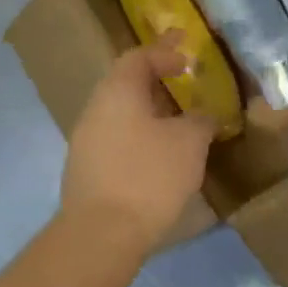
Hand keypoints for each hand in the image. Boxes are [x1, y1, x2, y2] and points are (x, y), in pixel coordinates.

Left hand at [61, 39, 216, 252]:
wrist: (103, 234)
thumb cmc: (149, 175)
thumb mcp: (190, 143)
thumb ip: (200, 120)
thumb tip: (201, 117)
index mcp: (117, 92)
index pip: (138, 57)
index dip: (164, 52)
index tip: (187, 56)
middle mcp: (95, 110)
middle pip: (126, 86)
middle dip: (157, 85)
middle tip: (185, 90)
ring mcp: (85, 143)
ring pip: (122, 117)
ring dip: (149, 116)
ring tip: (179, 127)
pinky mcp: (87, 172)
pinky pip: (118, 143)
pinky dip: (140, 140)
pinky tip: (160, 159)